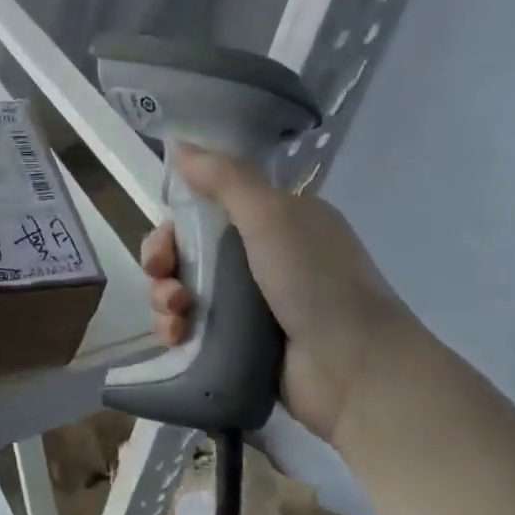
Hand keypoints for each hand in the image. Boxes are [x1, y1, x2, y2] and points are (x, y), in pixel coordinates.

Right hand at [141, 144, 419, 443]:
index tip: (166, 235)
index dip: (179, 219)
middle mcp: (264, 259)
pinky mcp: (239, 344)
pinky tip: (174, 336)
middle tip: (161, 275)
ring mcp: (252, 305)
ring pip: (185, 290)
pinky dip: (175, 329)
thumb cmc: (314, 281)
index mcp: (277, 222)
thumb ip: (224, 178)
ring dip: (165, 297)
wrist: (353, 369)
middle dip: (164, 260)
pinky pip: (192, 329)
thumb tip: (179, 144)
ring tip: (174, 314)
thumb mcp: (271, 215)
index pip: (210, 209)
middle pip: (190, 250)